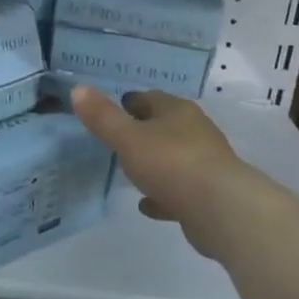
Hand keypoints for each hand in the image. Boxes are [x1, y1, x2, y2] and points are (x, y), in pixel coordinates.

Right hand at [71, 88, 262, 258]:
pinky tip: (147, 205)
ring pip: (173, 158)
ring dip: (154, 164)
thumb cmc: (171, 164)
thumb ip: (102, 117)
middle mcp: (195, 131)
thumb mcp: (128, 138)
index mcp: (177, 111)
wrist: (221, 210)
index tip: (110, 112)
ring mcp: (205, 163)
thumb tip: (77, 89)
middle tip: (117, 142)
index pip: (150, 98)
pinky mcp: (209, 194)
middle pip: (164, 126)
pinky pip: (179, 190)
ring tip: (130, 173)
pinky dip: (163, 194)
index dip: (129, 103)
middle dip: (143, 132)